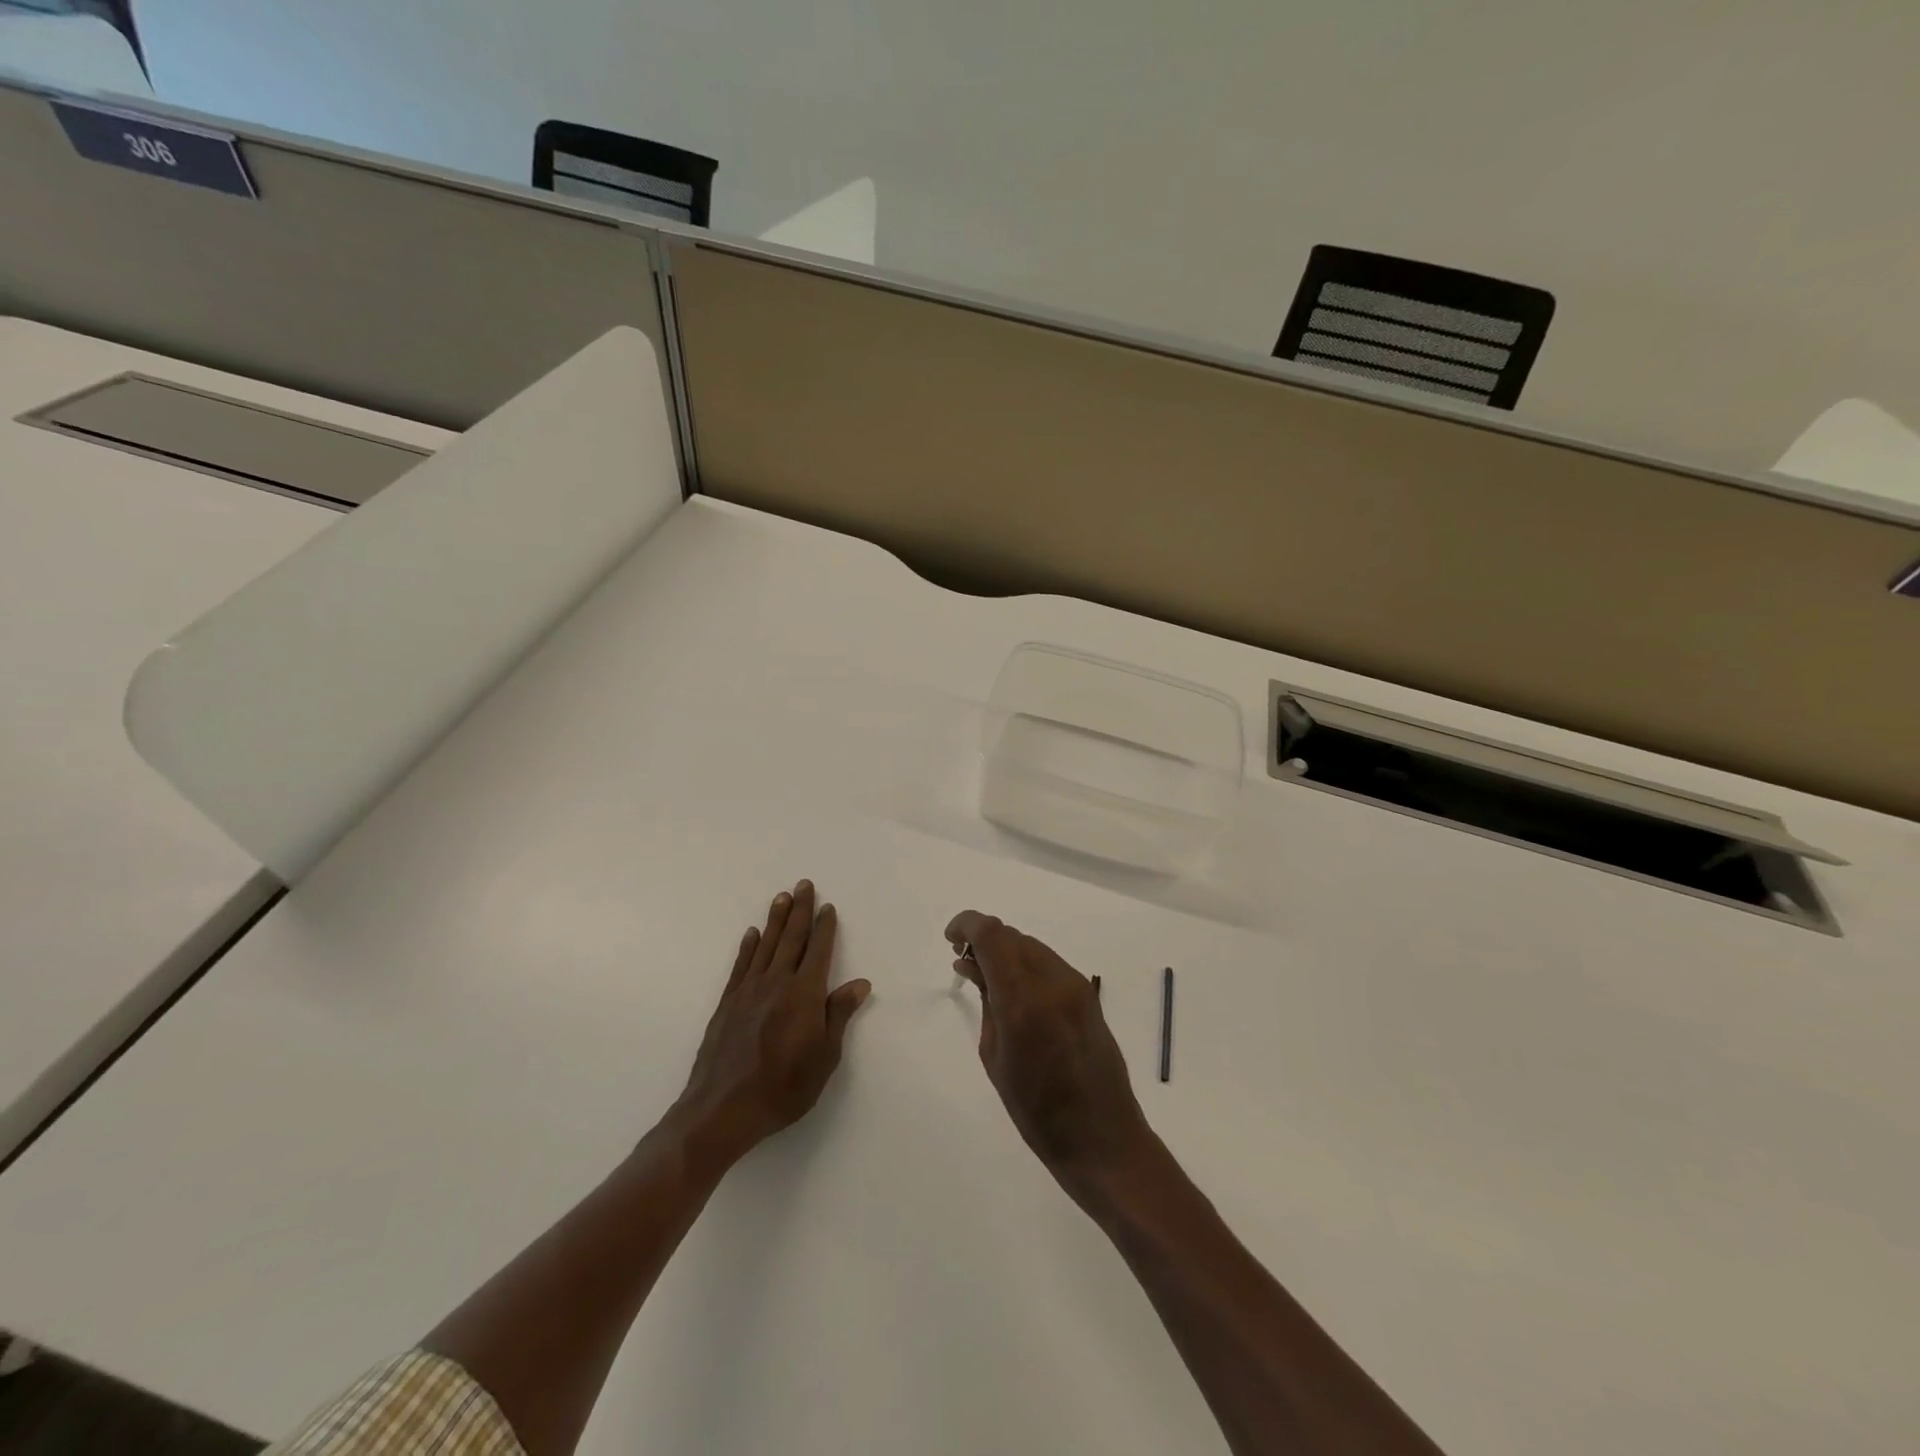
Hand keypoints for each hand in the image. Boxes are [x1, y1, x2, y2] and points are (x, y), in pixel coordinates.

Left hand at [673, 881, 870, 1167]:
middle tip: (804, 884)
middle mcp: (777, 983)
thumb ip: (838, 1015)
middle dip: (800, 911)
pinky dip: (748, 947)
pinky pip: (741, 965)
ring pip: (766, 946)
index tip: (828, 907)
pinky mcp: (728, 1003)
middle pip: (791, 939)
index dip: (825, 928)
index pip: (818, 951)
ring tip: (781, 897)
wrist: (722, 1109)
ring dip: (775, 920)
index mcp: (804, 995)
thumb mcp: (824, 1058)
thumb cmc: (783, 1088)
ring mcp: (749, 991)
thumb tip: (860, 982)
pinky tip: (752, 934)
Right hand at [946, 910, 1154, 1196]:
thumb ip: (986, 1002)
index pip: (991, 934)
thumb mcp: (995, 1057)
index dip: (966, 924)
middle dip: (984, 940)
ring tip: (989, 980)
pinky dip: (1027, 965)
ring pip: (1031, 946)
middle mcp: (1053, 982)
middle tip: (966, 964)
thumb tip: (971, 965)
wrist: (1102, 1138)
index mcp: (1023, 1000)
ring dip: (1006, 951)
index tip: (950, 938)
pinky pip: (1049, 963)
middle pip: (1011, 935)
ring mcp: (1075, 985)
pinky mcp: (1089, 994)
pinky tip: (1017, 992)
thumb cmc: (1036, 1111)